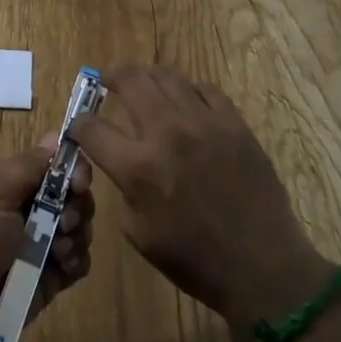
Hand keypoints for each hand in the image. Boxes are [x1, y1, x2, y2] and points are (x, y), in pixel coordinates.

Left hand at [0, 145, 94, 341]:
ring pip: (81, 230)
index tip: (78, 184)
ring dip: (77, 237)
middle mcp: (32, 209)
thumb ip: (30, 165)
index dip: (75, 170)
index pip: (59, 165)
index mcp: (16, 183)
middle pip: (76, 197)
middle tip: (64, 222)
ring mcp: (42, 245)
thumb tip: (57, 135)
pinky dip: (76, 262)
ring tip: (57, 252)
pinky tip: (61, 268)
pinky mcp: (49, 278)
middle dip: (78, 207)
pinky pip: (79, 263)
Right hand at [72, 65, 328, 331]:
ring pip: (167, 75)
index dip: (78, 124)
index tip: (80, 126)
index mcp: (138, 168)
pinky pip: (205, 88)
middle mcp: (167, 133)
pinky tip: (185, 102)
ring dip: (148, 77)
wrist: (262, 267)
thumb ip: (123, 187)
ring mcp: (204, 122)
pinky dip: (188, 90)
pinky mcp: (234, 123)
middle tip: (107, 82)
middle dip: (110, 77)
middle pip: (129, 80)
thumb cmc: (194, 259)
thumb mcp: (138, 232)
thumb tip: (118, 161)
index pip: (91, 127)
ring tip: (145, 86)